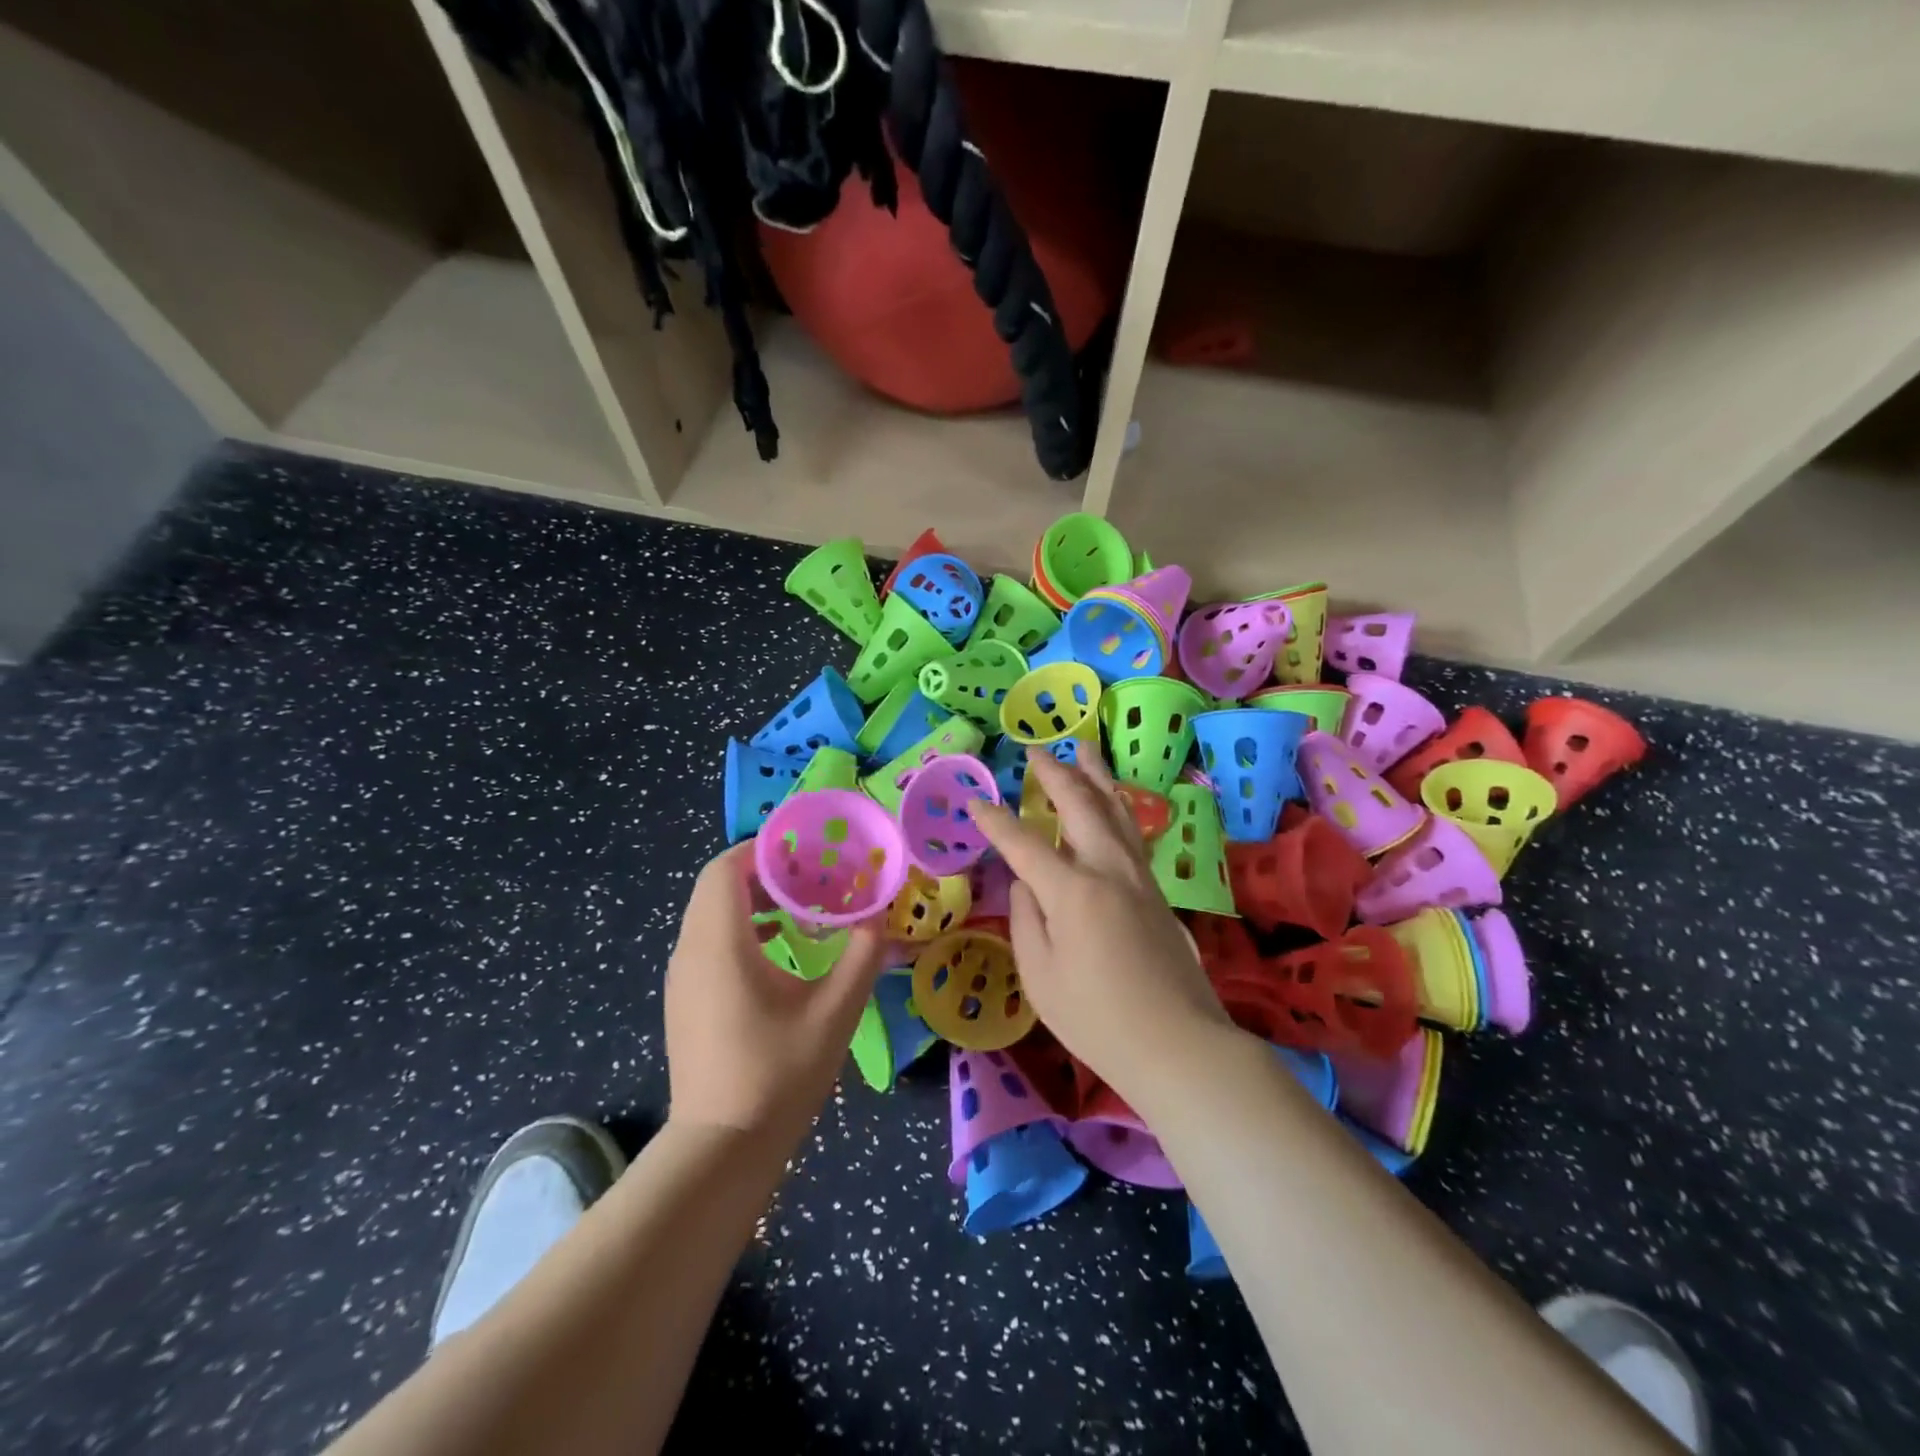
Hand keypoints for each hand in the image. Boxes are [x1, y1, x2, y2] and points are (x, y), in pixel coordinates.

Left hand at [664, 845, 888, 1144]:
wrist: (722, 1149)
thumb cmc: (779, 1074)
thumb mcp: (835, 1011)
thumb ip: (862, 955)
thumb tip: (880, 916)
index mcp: (720, 944)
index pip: (724, 869)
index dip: (763, 849)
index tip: (807, 849)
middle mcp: (690, 951)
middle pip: (716, 885)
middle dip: (764, 871)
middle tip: (813, 875)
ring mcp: (682, 977)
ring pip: (710, 912)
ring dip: (753, 900)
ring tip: (803, 908)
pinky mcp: (685, 998)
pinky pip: (708, 940)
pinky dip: (742, 927)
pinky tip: (782, 950)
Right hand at [970, 749, 1232, 1108]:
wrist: (1179, 1045)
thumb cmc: (1098, 1019)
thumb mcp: (1041, 976)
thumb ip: (1026, 919)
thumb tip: (1025, 884)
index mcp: (1073, 890)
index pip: (1024, 843)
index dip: (995, 822)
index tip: (975, 803)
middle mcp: (1109, 869)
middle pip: (1081, 805)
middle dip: (1055, 773)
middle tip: (1035, 751)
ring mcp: (1139, 876)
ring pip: (1115, 809)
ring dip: (1095, 776)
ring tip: (1083, 747)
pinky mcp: (1156, 891)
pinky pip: (1130, 831)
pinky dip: (1115, 805)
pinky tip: (1111, 802)